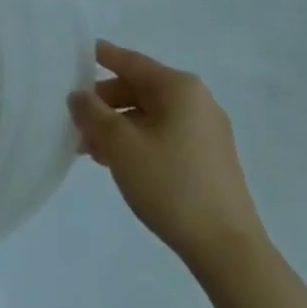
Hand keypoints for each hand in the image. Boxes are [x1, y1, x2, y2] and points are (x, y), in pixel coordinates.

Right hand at [69, 40, 266, 272]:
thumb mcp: (121, 145)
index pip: (131, 62)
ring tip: (90, 149)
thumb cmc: (171, 185)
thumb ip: (93, 113)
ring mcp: (207, 132)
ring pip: (151, 116)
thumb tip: (79, 96)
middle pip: (140, 89)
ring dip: (119, 127)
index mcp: (179, 88)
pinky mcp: (211, 161)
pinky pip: (166, 136)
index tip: (78, 54)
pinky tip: (119, 163)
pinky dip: (139, 142)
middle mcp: (197, 102)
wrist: (229, 253)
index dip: (103, 56)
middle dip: (105, 104)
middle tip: (76, 121)